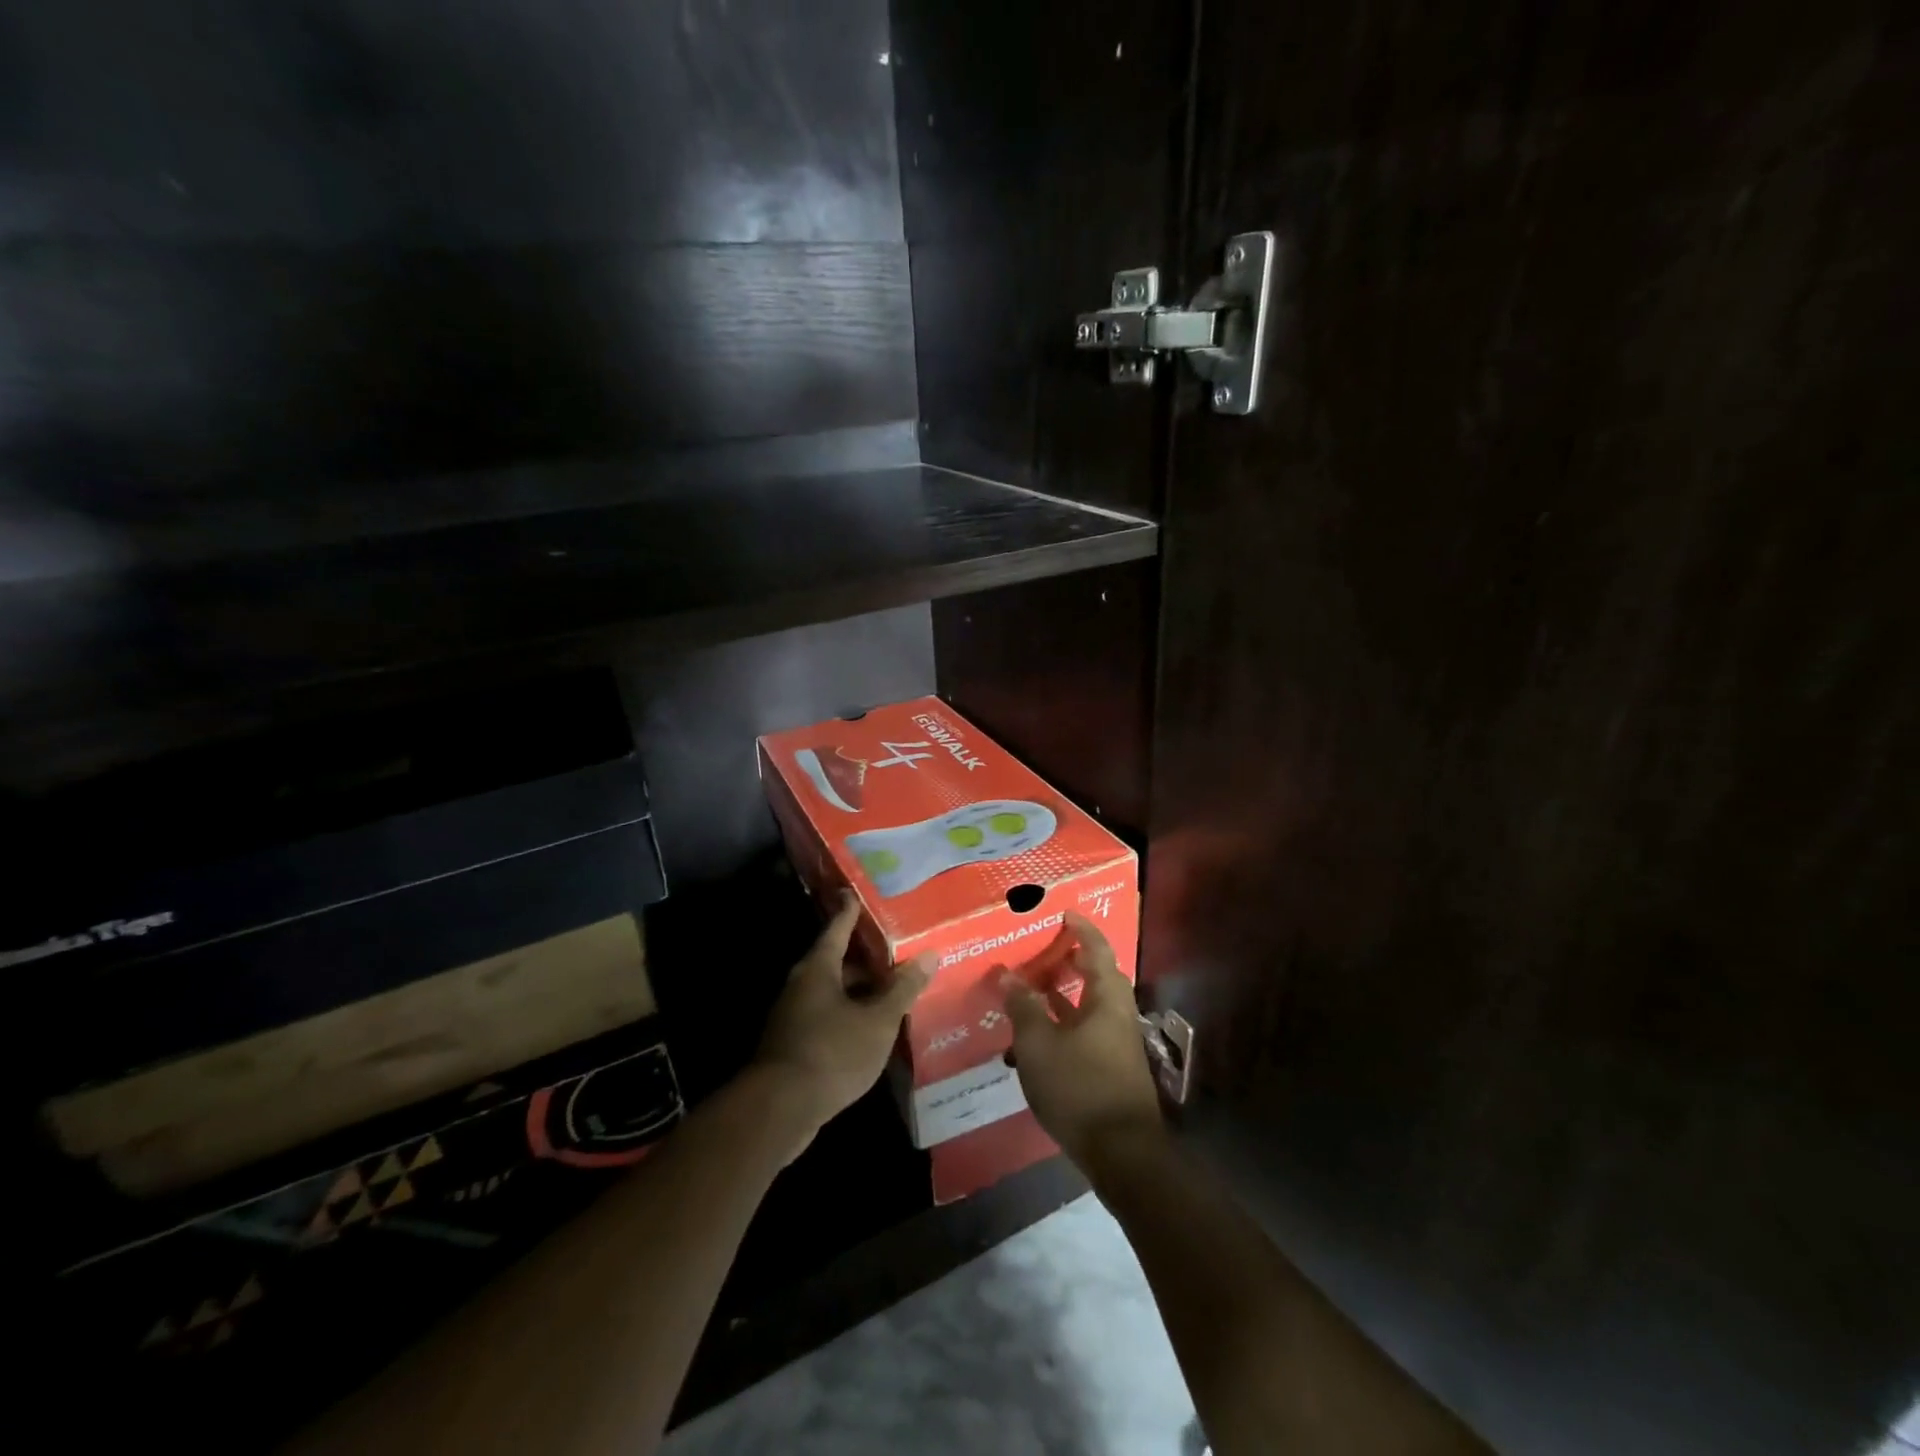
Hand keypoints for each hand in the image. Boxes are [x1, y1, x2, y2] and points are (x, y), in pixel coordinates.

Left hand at [754, 890, 931, 1156]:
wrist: (778, 1110)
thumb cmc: (831, 1052)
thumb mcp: (878, 1020)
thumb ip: (903, 988)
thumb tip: (929, 954)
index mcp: (819, 968)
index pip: (838, 929)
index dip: (851, 912)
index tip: (856, 893)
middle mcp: (802, 985)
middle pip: (837, 962)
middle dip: (865, 959)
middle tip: (896, 954)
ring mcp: (794, 1016)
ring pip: (832, 993)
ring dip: (860, 992)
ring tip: (892, 994)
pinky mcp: (793, 1045)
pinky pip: (827, 1018)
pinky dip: (850, 1017)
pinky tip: (871, 1031)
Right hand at [1000, 912, 1165, 1172]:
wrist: (1121, 1153)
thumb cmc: (1079, 1086)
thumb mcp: (1039, 1044)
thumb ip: (1023, 1007)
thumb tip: (1007, 975)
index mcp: (1107, 999)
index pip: (1097, 950)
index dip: (1081, 929)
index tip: (1064, 913)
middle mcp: (1117, 1016)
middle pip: (1097, 977)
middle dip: (1071, 961)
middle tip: (1042, 950)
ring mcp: (1116, 1045)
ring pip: (1089, 1007)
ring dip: (1063, 995)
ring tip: (1031, 988)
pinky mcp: (1110, 1070)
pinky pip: (1084, 1032)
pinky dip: (1063, 1024)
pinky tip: (1037, 1036)